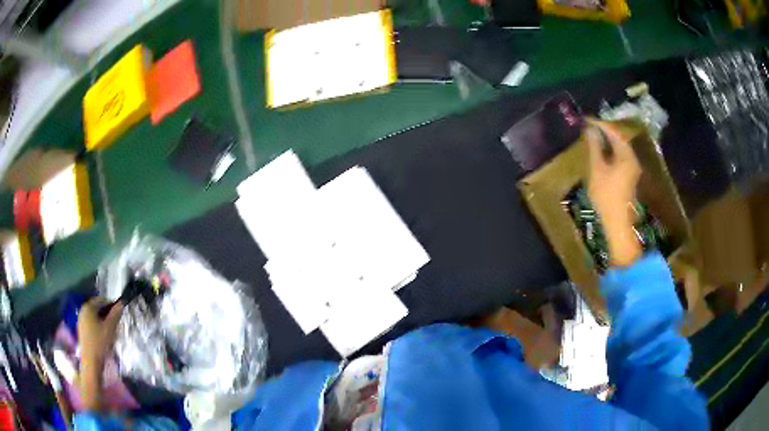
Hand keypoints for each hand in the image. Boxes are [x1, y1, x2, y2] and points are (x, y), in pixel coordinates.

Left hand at [77, 298, 121, 411]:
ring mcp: (81, 320)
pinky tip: (103, 335)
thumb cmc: (100, 342)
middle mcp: (83, 310)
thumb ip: (115, 314)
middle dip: (107, 313)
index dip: (112, 305)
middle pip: (97, 307)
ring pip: (95, 316)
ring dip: (103, 320)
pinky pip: (91, 322)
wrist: (91, 361)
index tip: (119, 313)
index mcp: (89, 306)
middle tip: (116, 323)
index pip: (102, 300)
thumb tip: (121, 304)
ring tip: (111, 330)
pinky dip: (98, 325)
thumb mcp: (110, 328)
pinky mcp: (82, 329)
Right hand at [585, 119, 642, 266]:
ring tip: (593, 137)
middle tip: (589, 126)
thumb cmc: (606, 197)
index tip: (586, 119)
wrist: (618, 225)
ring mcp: (632, 169)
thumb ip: (594, 147)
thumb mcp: (597, 170)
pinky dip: (610, 151)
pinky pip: (620, 157)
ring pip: (620, 148)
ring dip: (607, 141)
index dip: (600, 124)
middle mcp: (632, 159)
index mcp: (626, 155)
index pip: (614, 132)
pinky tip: (601, 153)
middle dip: (605, 131)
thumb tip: (590, 130)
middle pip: (619, 139)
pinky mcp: (629, 177)